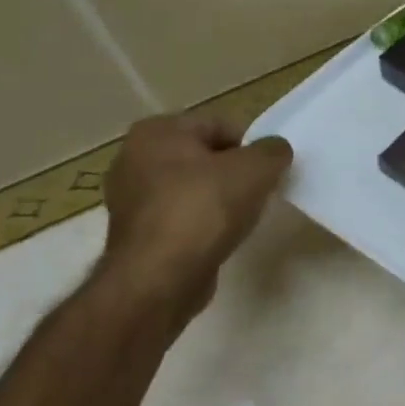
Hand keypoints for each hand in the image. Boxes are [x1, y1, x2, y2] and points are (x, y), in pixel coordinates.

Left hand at [99, 114, 293, 324]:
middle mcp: (133, 159)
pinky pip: (179, 219)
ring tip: (239, 219)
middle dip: (232, 173)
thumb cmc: (204, 209)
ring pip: (190, 189)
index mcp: (157, 131)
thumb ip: (273, 151)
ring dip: (216, 200)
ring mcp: (129, 200)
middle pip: (203, 157)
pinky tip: (217, 240)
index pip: (218, 125)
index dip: (249, 146)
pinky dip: (199, 225)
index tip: (266, 171)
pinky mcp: (134, 237)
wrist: (159, 280)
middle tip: (257, 193)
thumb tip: (275, 151)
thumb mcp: (256, 169)